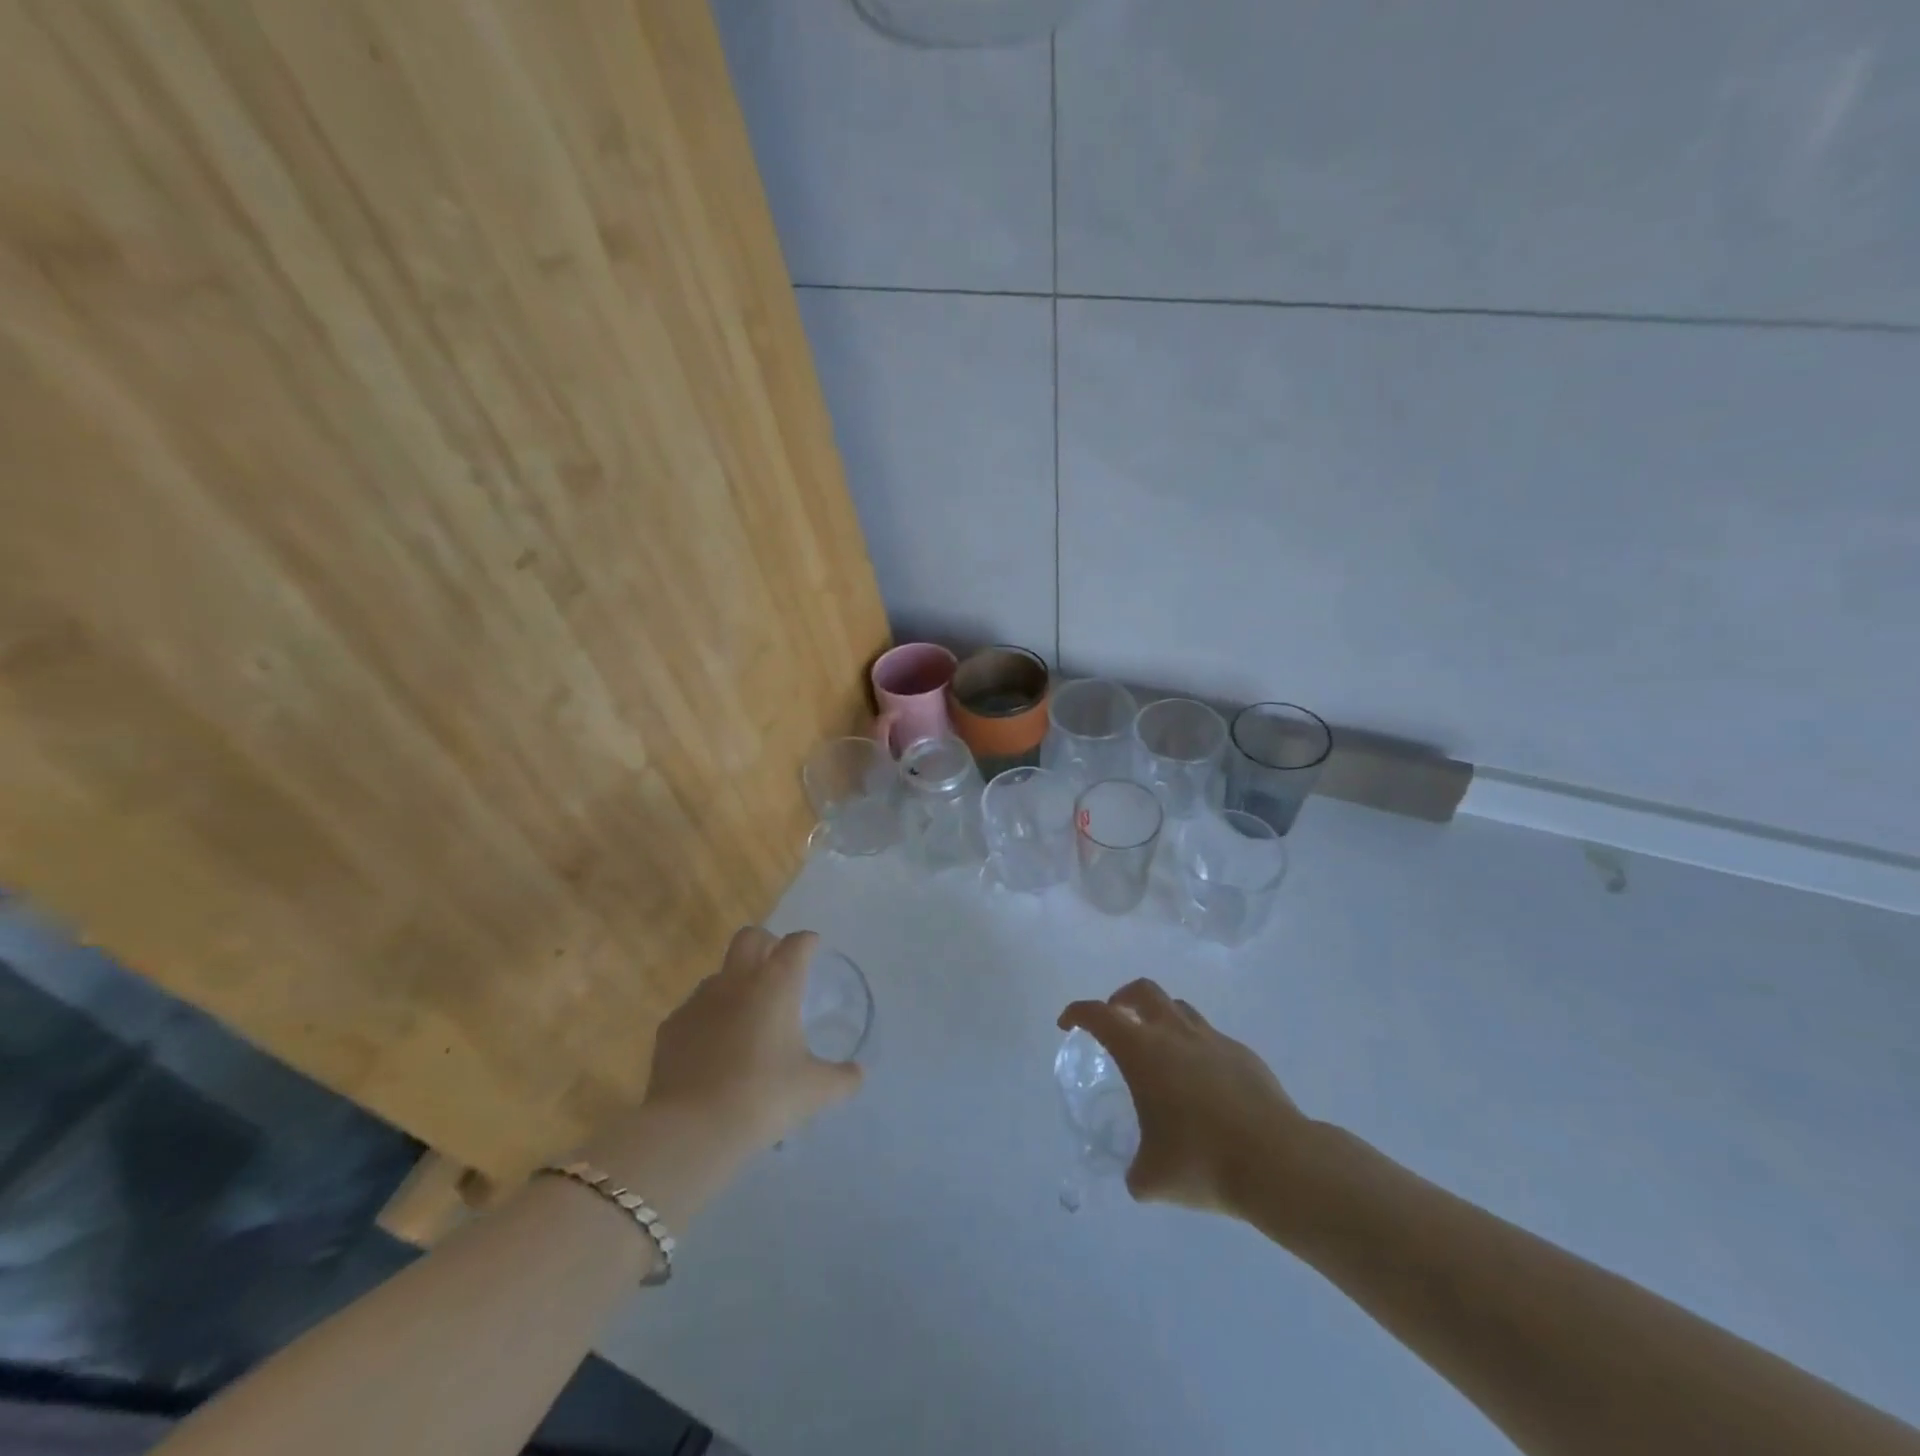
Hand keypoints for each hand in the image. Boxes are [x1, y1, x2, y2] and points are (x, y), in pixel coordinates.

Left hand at [579, 928, 861, 1227]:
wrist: (692, 1128)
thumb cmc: (764, 1097)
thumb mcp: (815, 1091)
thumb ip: (842, 1079)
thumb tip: (858, 1075)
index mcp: (776, 984)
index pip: (797, 943)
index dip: (807, 942)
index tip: (814, 949)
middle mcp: (737, 981)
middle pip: (750, 937)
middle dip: (766, 943)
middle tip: (777, 967)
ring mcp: (698, 1001)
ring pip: (719, 974)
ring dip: (734, 983)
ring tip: (746, 1016)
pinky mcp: (671, 1027)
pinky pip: (693, 1010)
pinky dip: (707, 1019)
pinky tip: (713, 1049)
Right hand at [1059, 978, 1309, 1216]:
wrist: (1278, 1163)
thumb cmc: (1203, 1162)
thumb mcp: (1153, 1178)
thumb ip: (1136, 1172)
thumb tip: (1137, 1176)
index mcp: (1143, 1052)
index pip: (1099, 1015)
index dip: (1078, 1013)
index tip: (1068, 1024)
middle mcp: (1175, 1034)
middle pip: (1142, 991)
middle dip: (1121, 999)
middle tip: (1114, 1022)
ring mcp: (1212, 1040)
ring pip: (1178, 1007)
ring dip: (1160, 1017)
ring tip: (1157, 1048)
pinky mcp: (1243, 1054)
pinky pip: (1209, 1037)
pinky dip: (1194, 1046)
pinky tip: (1201, 1082)